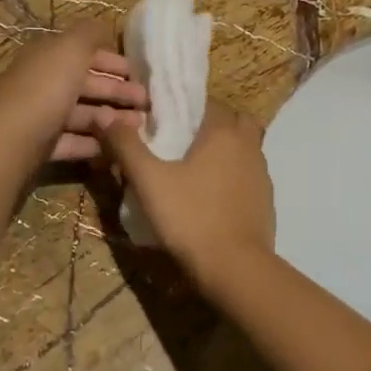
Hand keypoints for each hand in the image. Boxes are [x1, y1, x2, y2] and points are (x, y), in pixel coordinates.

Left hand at [0, 21, 147, 162]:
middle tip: (147, 103)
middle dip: (118, 92)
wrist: (11, 139)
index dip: (113, 62)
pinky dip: (94, 144)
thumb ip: (91, 33)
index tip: (140, 75)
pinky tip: (116, 148)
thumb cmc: (47, 86)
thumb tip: (103, 27)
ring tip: (139, 127)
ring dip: (111, 119)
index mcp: (48, 56)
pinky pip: (73, 142)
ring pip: (82, 115)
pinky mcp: (40, 146)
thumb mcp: (72, 48)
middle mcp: (43, 83)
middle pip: (86, 85)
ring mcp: (41, 116)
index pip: (84, 54)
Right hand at [103, 101, 275, 289]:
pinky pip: (248, 175)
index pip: (208, 101)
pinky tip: (210, 196)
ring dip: (225, 151)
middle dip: (212, 125)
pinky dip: (233, 177)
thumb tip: (105, 114)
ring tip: (194, 169)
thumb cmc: (190, 217)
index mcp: (223, 131)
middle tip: (183, 141)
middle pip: (234, 120)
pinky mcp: (266, 200)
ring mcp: (261, 174)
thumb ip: (126, 146)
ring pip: (244, 148)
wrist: (235, 268)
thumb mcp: (149, 181)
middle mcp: (248, 145)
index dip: (186, 106)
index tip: (164, 119)